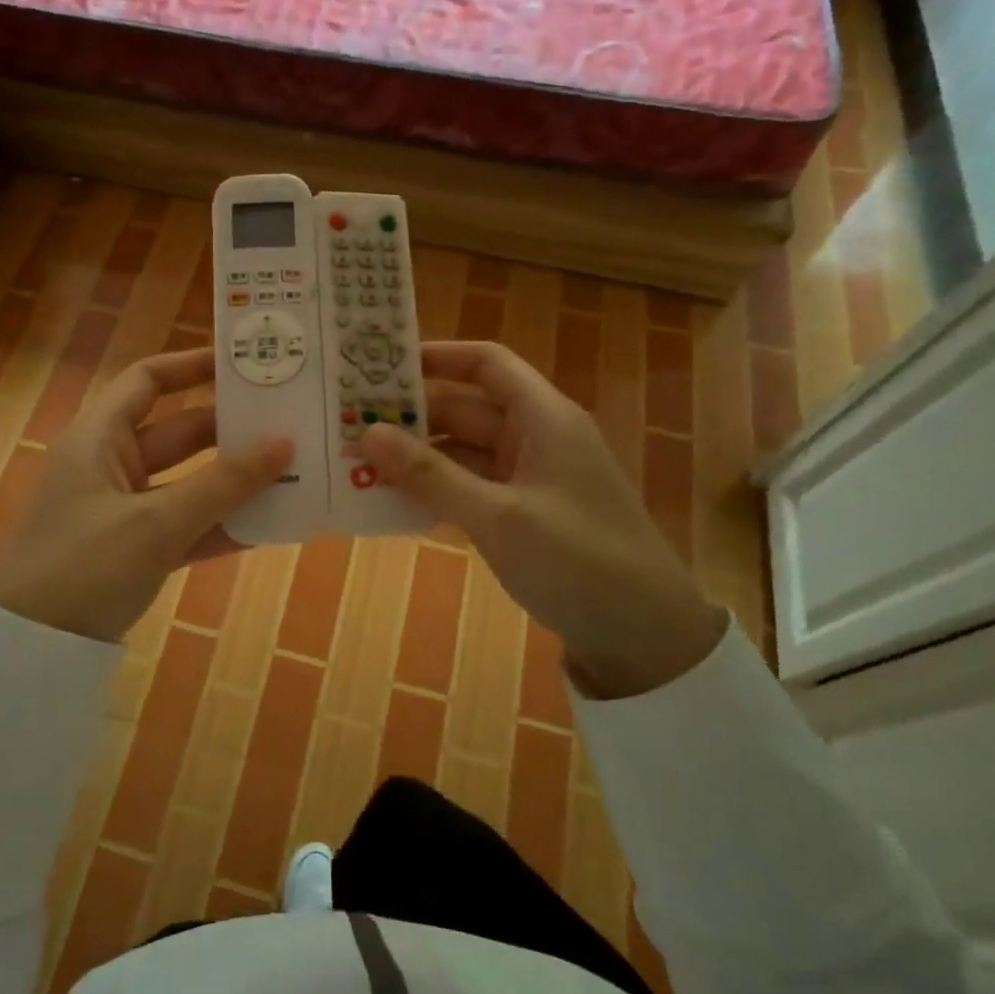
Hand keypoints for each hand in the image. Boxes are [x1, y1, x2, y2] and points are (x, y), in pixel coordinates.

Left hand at [0, 348, 291, 642]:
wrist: (28, 652)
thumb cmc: (82, 567)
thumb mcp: (155, 523)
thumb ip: (221, 485)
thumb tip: (284, 443)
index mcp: (100, 437)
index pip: (148, 381)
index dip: (192, 366)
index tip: (244, 364)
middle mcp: (112, 464)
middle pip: (179, 431)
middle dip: (231, 429)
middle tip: (289, 421)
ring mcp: (125, 508)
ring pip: (189, 481)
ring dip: (234, 480)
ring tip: (294, 469)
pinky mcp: (136, 548)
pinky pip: (187, 524)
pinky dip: (221, 523)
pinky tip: (268, 524)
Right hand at [360, 341, 725, 697]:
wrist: (644, 637)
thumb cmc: (577, 561)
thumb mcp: (497, 516)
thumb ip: (430, 474)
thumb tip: (368, 432)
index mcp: (543, 418)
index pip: (487, 363)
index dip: (438, 356)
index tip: (382, 366)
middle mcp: (536, 437)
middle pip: (466, 408)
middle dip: (412, 415)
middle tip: (350, 422)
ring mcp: (531, 476)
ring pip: (464, 450)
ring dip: (418, 457)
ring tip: (358, 461)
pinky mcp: (525, 512)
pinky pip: (471, 485)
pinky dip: (437, 488)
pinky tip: (394, 500)